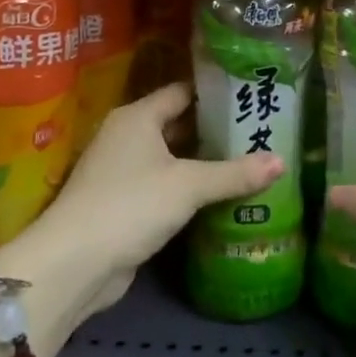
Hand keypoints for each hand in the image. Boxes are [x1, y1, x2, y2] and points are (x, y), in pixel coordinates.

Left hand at [12, 81, 282, 312]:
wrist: (74, 264)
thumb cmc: (131, 205)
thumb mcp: (189, 185)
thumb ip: (235, 173)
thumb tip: (282, 162)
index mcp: (137, 117)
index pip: (182, 92)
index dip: (215, 93)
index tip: (249, 96)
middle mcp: (127, 137)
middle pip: (178, 125)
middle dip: (215, 130)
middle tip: (258, 130)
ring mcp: (121, 172)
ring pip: (172, 159)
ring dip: (203, 163)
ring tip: (249, 160)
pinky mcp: (123, 205)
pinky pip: (164, 187)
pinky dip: (189, 189)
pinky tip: (220, 195)